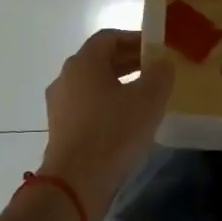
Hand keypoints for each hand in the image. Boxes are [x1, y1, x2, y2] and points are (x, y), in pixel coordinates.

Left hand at [37, 30, 174, 220]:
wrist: (76, 183)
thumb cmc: (113, 132)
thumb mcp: (148, 99)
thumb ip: (160, 74)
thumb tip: (162, 63)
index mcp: (84, 62)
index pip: (109, 37)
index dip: (135, 39)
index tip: (157, 49)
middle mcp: (66, 77)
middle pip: (100, 60)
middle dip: (129, 62)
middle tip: (156, 71)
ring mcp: (59, 105)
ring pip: (93, 84)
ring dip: (119, 85)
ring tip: (145, 97)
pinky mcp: (60, 129)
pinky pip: (86, 106)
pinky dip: (107, 105)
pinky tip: (127, 122)